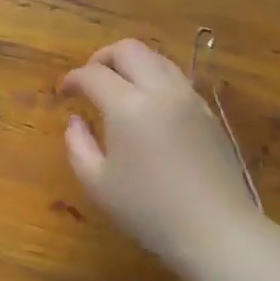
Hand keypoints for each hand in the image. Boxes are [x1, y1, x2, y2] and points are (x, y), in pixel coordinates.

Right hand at [60, 39, 262, 269]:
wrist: (216, 231)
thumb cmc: (148, 210)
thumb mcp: (97, 183)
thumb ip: (78, 145)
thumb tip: (76, 121)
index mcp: (128, 106)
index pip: (93, 74)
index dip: (72, 79)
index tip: (63, 94)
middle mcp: (161, 91)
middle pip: (129, 49)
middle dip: (102, 58)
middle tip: (89, 81)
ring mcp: (189, 99)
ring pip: (157, 58)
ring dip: (131, 64)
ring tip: (118, 88)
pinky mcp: (208, 113)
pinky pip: (176, 78)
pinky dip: (154, 79)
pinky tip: (147, 106)